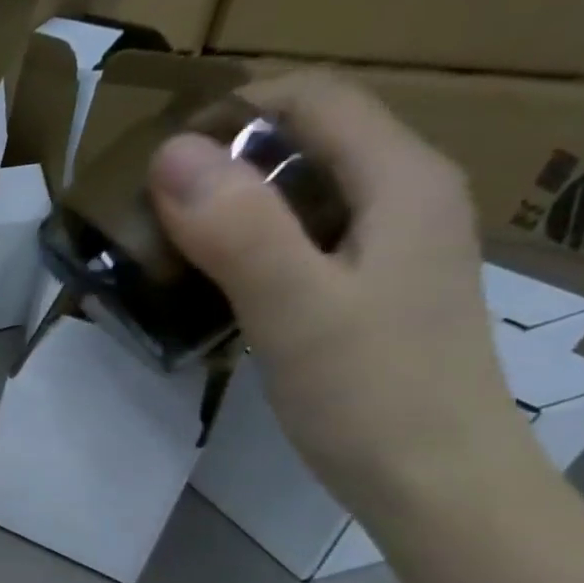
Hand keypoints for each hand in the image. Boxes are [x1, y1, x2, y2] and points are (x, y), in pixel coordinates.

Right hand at [148, 70, 539, 517]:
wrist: (437, 484)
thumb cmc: (372, 394)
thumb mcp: (297, 308)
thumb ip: (238, 229)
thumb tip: (167, 152)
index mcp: (400, 180)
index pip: (313, 98)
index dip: (231, 110)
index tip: (154, 159)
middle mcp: (402, 197)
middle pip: (304, 141)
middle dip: (220, 161)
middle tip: (146, 208)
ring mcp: (387, 246)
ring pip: (297, 193)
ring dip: (227, 206)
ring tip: (162, 244)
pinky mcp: (366, 289)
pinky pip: (297, 240)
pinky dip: (244, 247)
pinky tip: (206, 284)